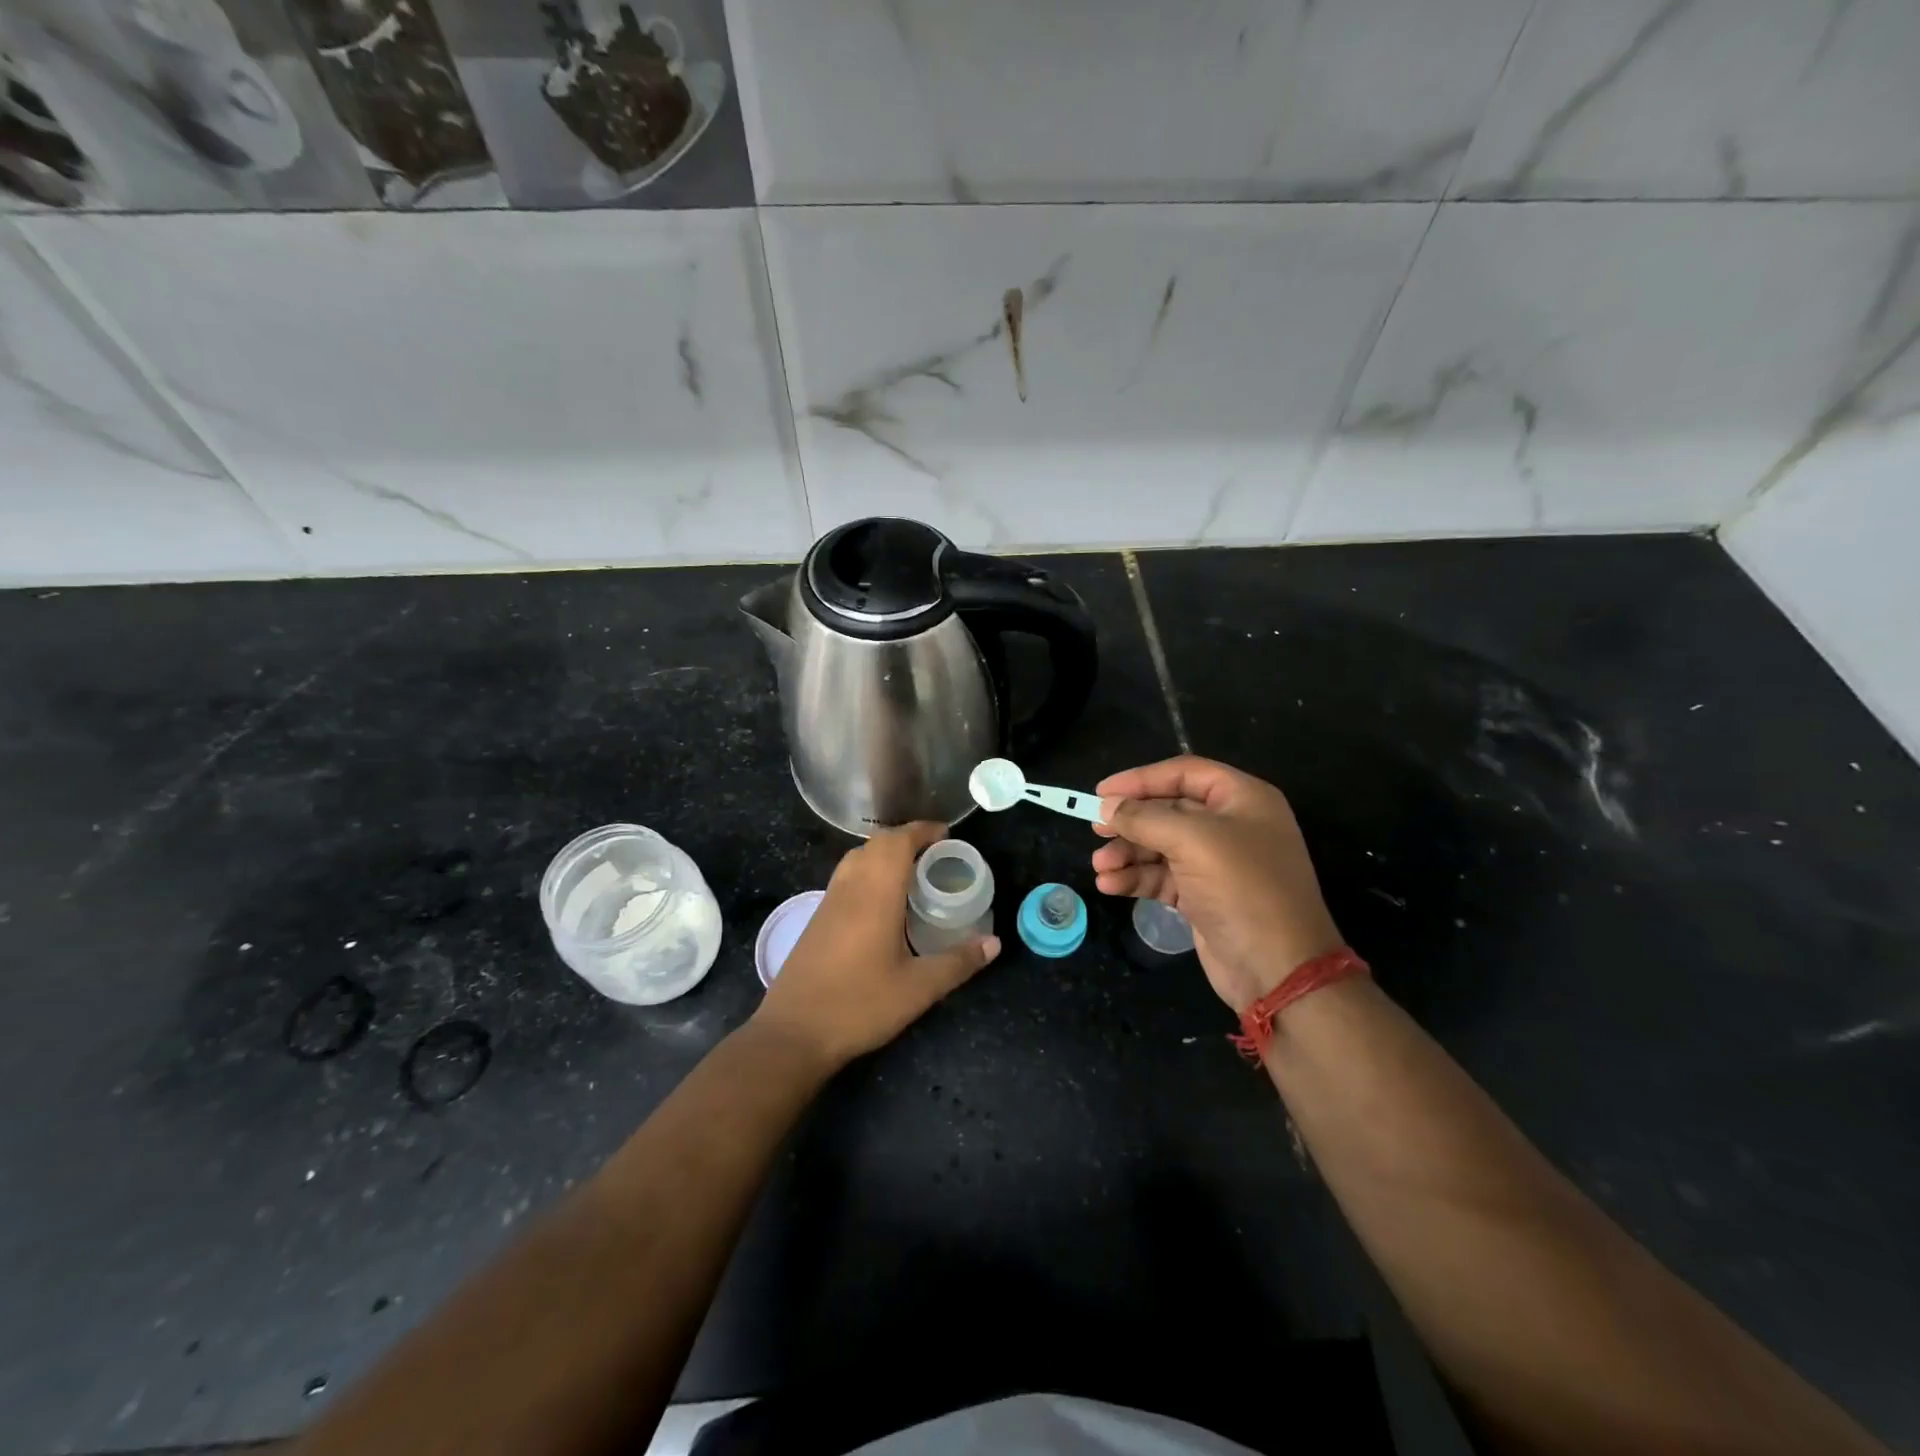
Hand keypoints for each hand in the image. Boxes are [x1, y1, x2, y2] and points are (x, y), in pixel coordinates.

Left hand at [754, 822, 1000, 1070]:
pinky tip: (882, 900)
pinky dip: (869, 870)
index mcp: (876, 893)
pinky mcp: (817, 917)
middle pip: (877, 843)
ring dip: (885, 853)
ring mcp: (829, 901)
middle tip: (936, 854)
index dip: (923, 831)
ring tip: (913, 871)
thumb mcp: (918, 989)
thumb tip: (994, 942)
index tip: (947, 834)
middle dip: (907, 839)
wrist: (792, 1033)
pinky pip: (847, 875)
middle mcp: (850, 887)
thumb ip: (958, 962)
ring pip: (858, 857)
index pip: (899, 842)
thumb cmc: (859, 1005)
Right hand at [1092, 757, 1342, 1012]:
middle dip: (1130, 822)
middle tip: (1095, 830)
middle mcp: (1231, 825)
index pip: (1183, 773)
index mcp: (1242, 799)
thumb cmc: (1243, 889)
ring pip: (1160, 846)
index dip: (1141, 779)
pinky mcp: (1203, 896)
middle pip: (1168, 810)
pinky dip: (1136, 878)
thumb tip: (1107, 806)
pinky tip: (1111, 885)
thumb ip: (1146, 818)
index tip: (1101, 793)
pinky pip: (1162, 876)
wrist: (1278, 970)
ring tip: (1100, 867)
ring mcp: (1217, 863)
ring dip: (1127, 854)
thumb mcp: (1193, 841)